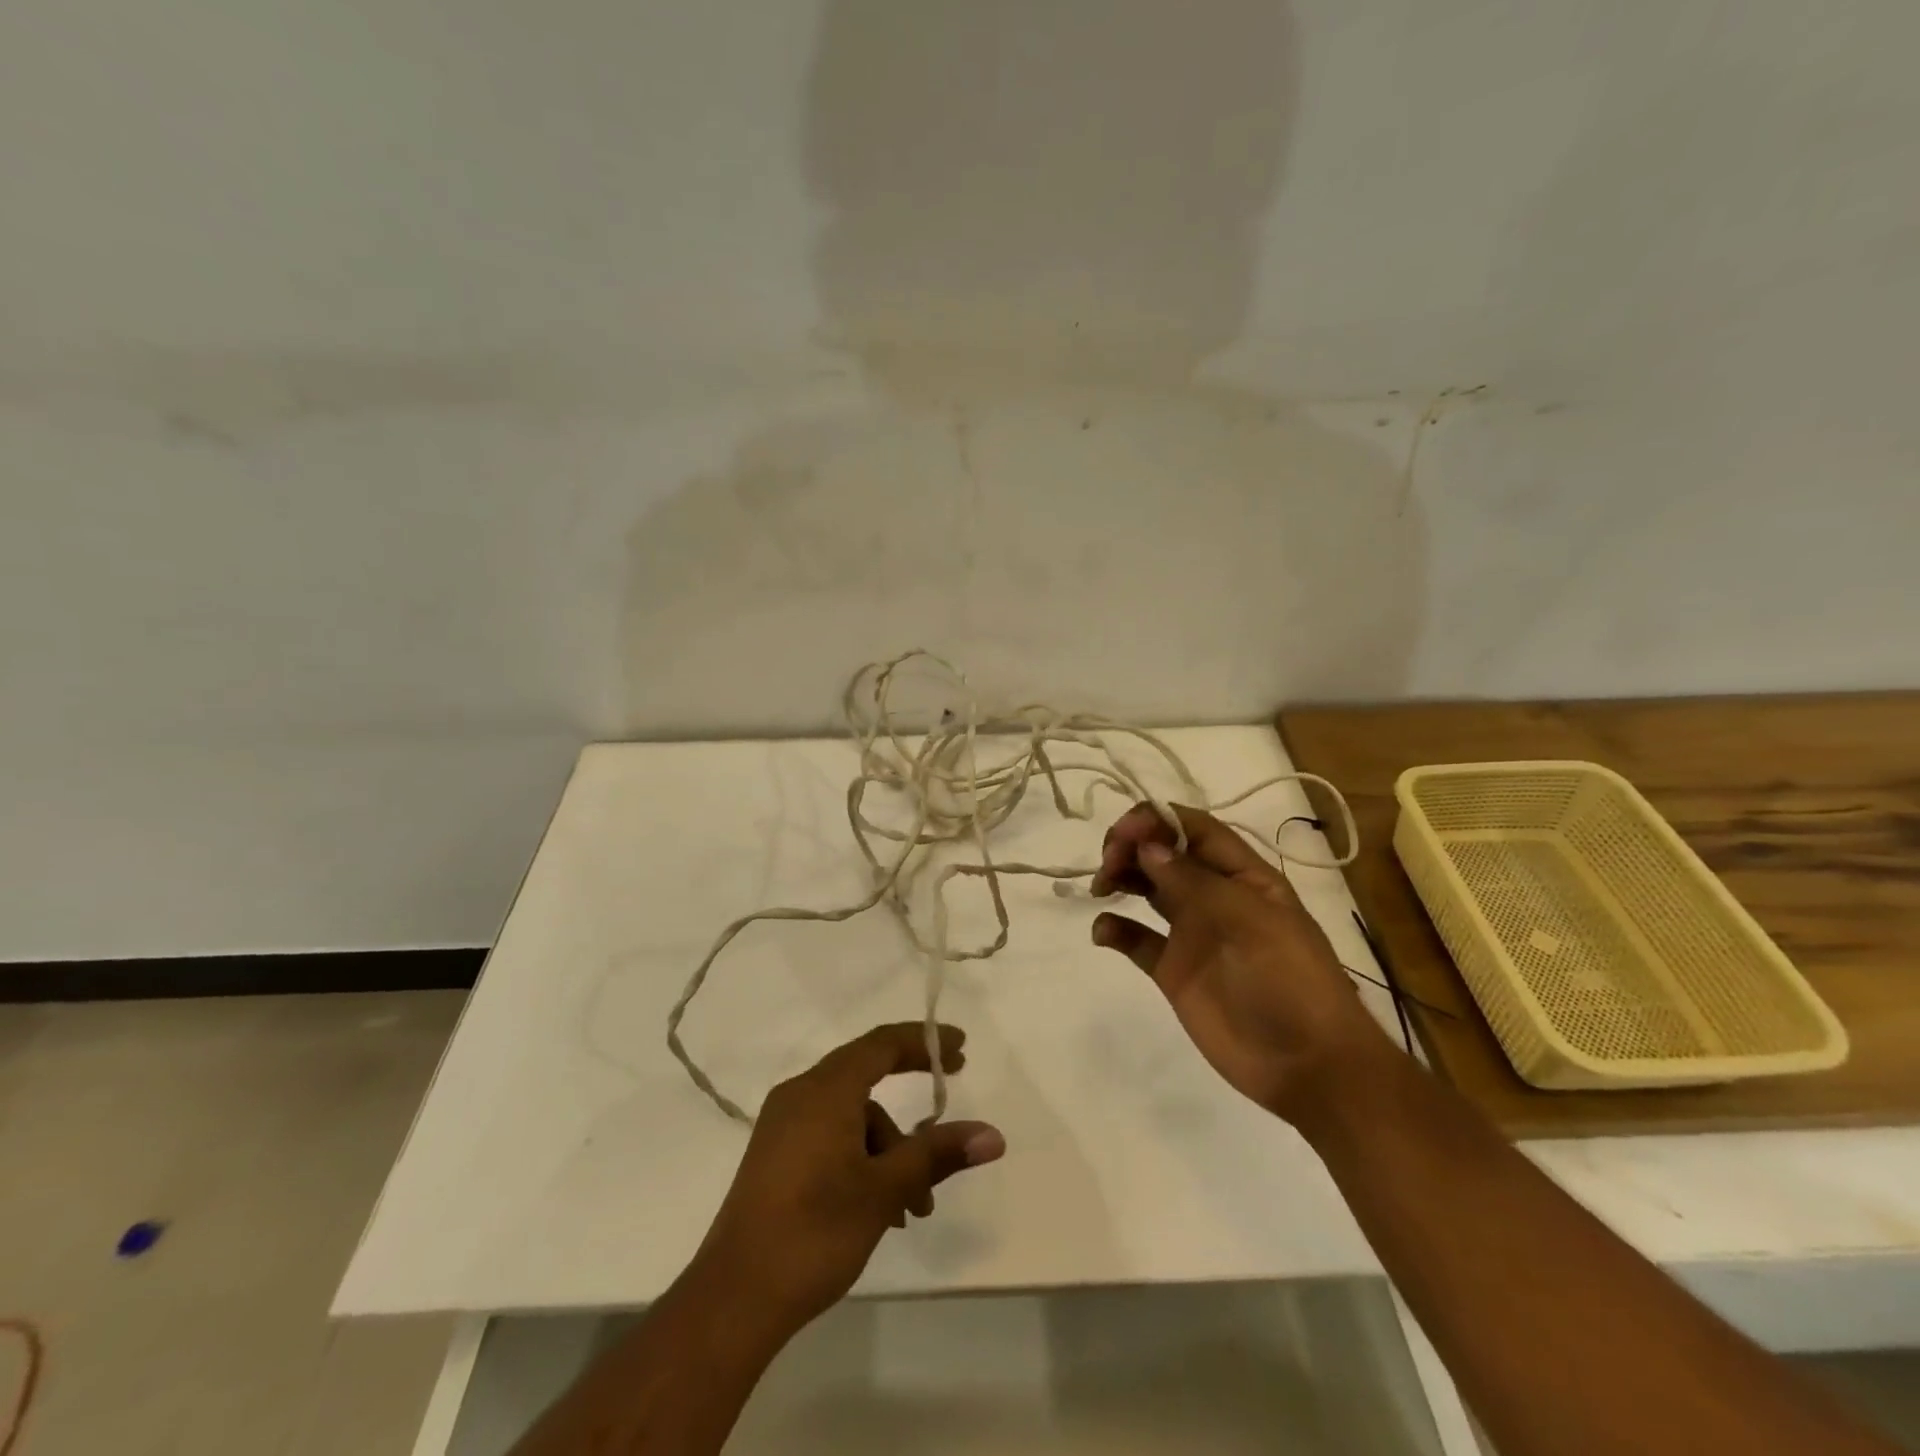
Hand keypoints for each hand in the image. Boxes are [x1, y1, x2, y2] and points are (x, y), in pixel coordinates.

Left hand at [693, 1023, 1004, 1338]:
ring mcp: (783, 1125)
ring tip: (914, 1207)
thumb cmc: (815, 1231)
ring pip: (851, 1116)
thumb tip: (992, 1134)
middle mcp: (801, 1094)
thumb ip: (936, 1154)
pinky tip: (880, 1209)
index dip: (924, 1041)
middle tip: (947, 1110)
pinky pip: (830, 1136)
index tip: (961, 1049)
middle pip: (866, 1076)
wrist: (733, 1299)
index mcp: (825, 1089)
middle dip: (910, 1102)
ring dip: (888, 1150)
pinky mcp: (776, 1156)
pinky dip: (862, 1159)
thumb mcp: (885, 1190)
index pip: (882, 1044)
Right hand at [1089, 803, 1392, 1123]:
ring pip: (1147, 887)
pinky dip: (1115, 929)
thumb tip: (1147, 846)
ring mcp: (1192, 932)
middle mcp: (1215, 896)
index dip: (1157, 820)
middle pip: (1165, 852)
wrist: (1309, 1068)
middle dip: (1132, 846)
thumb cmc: (1290, 983)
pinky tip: (1102, 933)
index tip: (1123, 832)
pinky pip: (1136, 938)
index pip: (1195, 829)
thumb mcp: (1252, 923)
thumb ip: (1196, 882)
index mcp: (1243, 876)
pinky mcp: (1173, 969)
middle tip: (1108, 863)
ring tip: (1101, 888)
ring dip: (1121, 877)